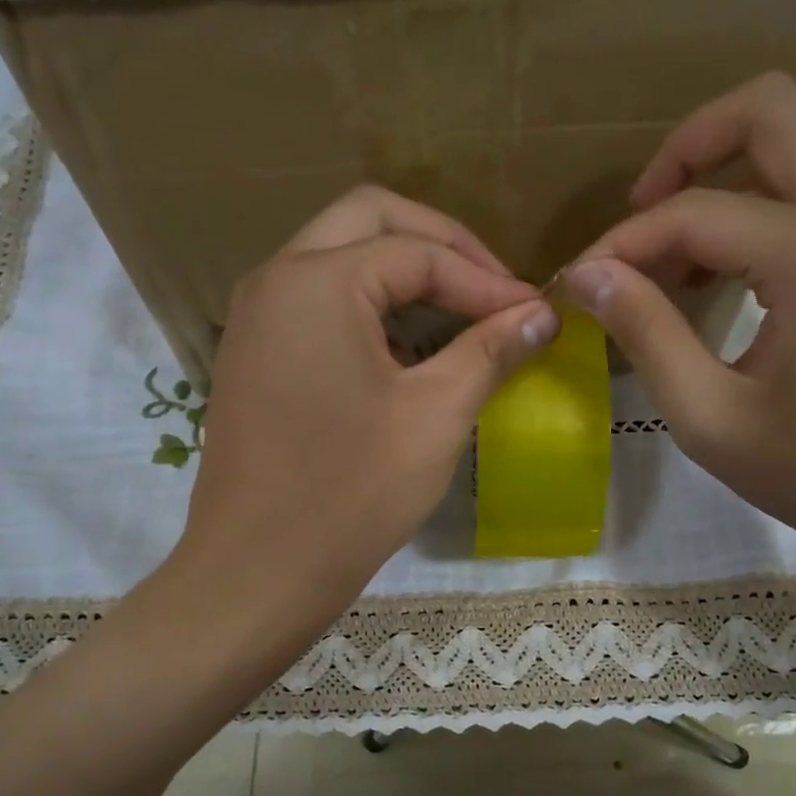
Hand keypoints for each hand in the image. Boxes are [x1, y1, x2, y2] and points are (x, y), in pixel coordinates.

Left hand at [179, 185, 558, 623]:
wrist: (257, 573)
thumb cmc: (351, 495)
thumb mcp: (434, 417)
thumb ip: (490, 351)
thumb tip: (541, 314)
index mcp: (317, 282)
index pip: (418, 252)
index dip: (486, 280)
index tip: (536, 314)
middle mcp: (276, 280)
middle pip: (370, 222)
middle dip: (441, 247)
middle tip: (494, 290)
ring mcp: (256, 318)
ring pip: (339, 258)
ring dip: (403, 274)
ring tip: (461, 316)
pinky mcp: (254, 356)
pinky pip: (318, 303)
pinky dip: (369, 307)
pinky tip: (409, 352)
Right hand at [565, 72, 795, 577]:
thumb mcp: (711, 418)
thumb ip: (646, 334)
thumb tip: (589, 275)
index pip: (698, 211)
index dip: (626, 241)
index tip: (584, 280)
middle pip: (772, 109)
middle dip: (690, 148)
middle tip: (644, 216)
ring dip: (733, 176)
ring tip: (684, 260)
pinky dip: (774, 207)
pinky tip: (743, 278)